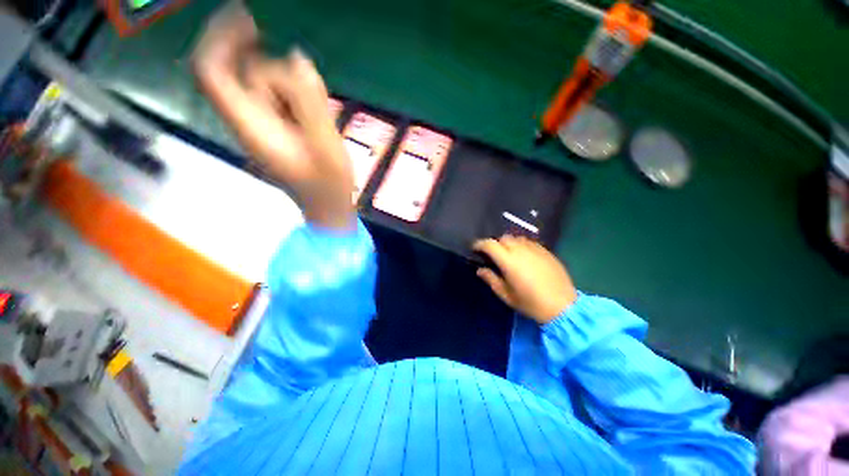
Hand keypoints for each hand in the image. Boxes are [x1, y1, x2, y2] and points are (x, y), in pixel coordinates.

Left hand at [191, 4, 354, 230]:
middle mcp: (248, 121)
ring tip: (320, 113)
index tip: (248, 18)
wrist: (326, 205)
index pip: (212, 72)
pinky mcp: (275, 129)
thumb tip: (297, 57)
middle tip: (305, 78)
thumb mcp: (326, 144)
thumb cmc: (327, 183)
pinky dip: (295, 96)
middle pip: (242, 74)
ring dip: (292, 87)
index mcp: (252, 125)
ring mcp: (261, 125)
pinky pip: (276, 98)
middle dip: (273, 69)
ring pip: (263, 85)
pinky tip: (315, 115)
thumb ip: (311, 101)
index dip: (220, 37)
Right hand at [473, 235, 576, 324]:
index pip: (490, 244)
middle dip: (495, 243)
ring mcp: (535, 249)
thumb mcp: (506, 295)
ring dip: (509, 243)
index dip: (480, 244)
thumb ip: (491, 279)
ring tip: (509, 254)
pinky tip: (524, 256)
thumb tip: (480, 270)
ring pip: (517, 238)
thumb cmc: (530, 303)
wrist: (563, 306)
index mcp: (508, 261)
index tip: (475, 248)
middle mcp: (521, 250)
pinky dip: (522, 245)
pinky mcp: (546, 251)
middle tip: (493, 255)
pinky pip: (530, 242)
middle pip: (503, 238)